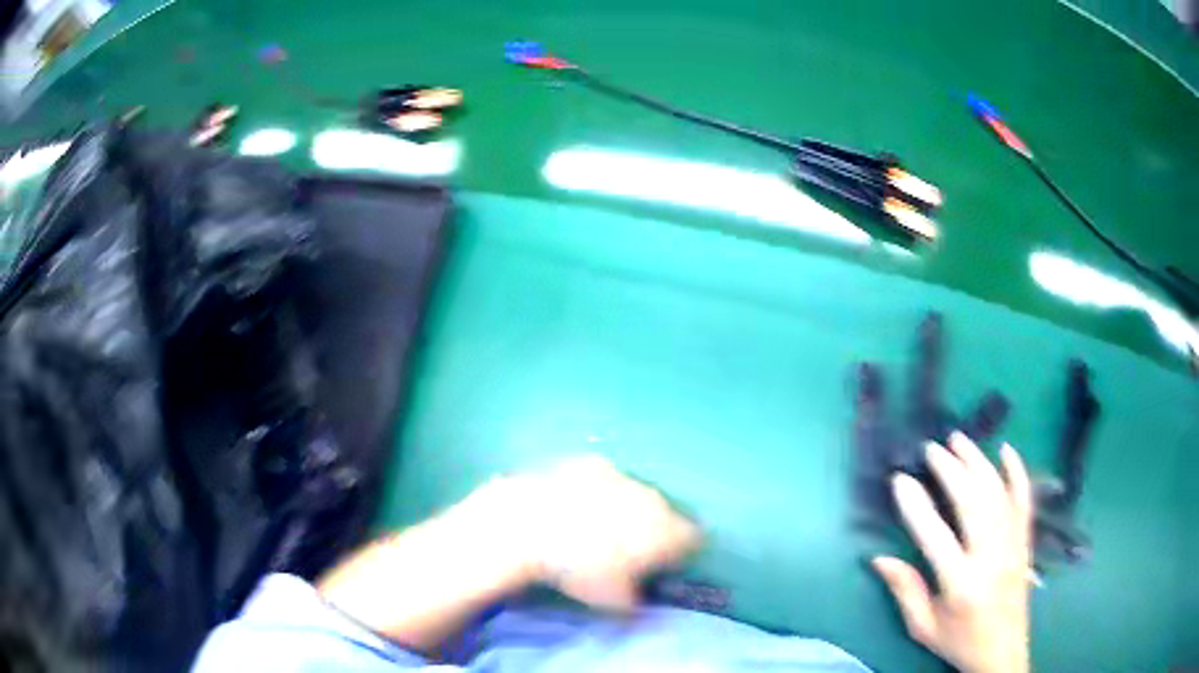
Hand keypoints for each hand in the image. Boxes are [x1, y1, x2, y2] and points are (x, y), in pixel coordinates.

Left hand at [507, 455, 700, 610]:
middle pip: (665, 515)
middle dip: (653, 532)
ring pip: (636, 496)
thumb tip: (641, 605)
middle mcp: (655, 500)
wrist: (532, 525)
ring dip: (626, 511)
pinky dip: (598, 492)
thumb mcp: (612, 602)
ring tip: (596, 530)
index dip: (681, 555)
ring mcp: (624, 477)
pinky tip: (575, 506)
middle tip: (627, 553)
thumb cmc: (580, 570)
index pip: (693, 540)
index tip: (663, 567)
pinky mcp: (593, 464)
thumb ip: (638, 605)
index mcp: (668, 532)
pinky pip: (606, 480)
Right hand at [872, 432, 1031, 672]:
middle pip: (973, 503)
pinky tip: (1006, 450)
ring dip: (978, 463)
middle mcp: (991, 558)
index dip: (917, 506)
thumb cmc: (959, 640)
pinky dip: (1017, 472)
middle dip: (951, 471)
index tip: (901, 480)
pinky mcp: (1025, 540)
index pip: (936, 536)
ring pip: (997, 493)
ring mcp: (1013, 545)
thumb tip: (880, 558)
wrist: (1002, 651)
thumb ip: (905, 591)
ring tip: (959, 439)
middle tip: (932, 449)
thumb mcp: (924, 626)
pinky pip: (1024, 499)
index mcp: (961, 584)